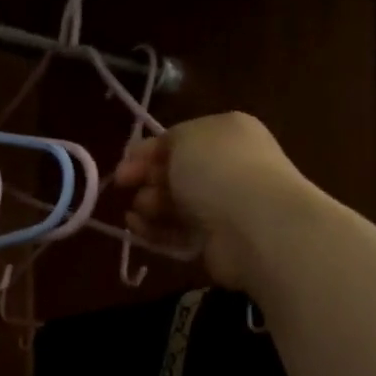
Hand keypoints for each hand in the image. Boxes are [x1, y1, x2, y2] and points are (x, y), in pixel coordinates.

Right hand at [116, 112, 307, 290]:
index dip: (147, 151)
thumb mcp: (186, 137)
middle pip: (176, 173)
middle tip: (124, 188)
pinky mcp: (216, 241)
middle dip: (147, 179)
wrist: (254, 224)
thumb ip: (166, 142)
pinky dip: (157, 231)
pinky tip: (138, 229)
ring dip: (150, 206)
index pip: (180, 139)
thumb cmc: (217, 169)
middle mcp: (228, 167)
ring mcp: (224, 206)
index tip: (122, 166)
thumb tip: (154, 158)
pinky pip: (180, 232)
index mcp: (226, 134)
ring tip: (134, 213)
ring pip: (176, 204)